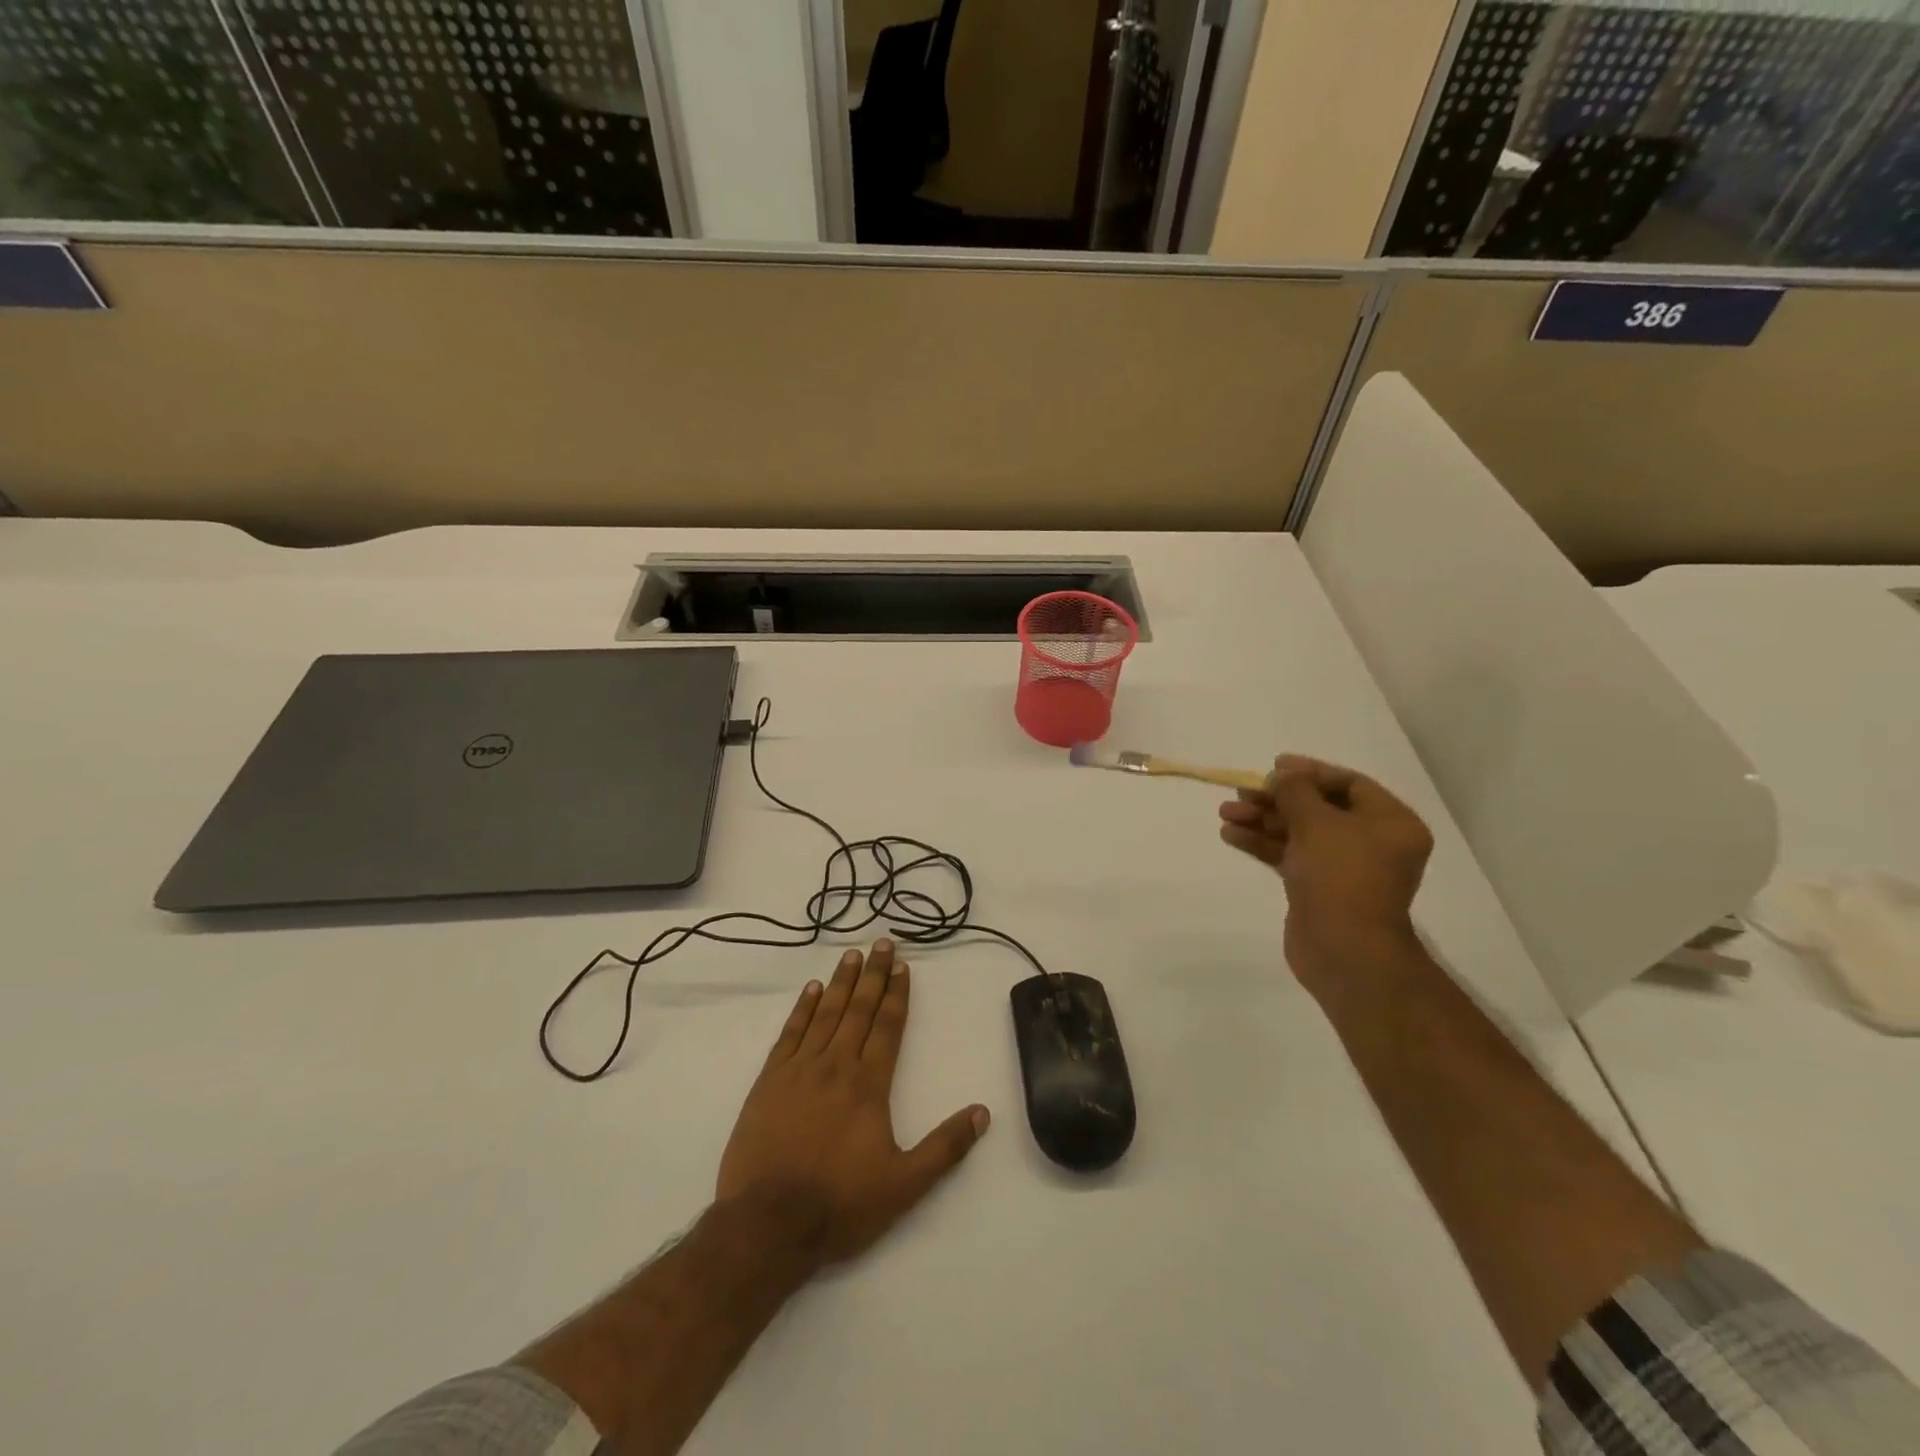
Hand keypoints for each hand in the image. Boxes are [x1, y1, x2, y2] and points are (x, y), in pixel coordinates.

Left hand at [716, 940, 989, 1267]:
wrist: (767, 1224)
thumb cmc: (840, 1204)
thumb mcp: (904, 1186)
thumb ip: (945, 1147)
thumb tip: (982, 1113)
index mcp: (869, 1084)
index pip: (887, 1026)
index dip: (897, 994)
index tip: (902, 966)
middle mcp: (836, 1065)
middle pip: (859, 1009)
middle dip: (873, 974)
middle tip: (881, 942)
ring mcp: (800, 1069)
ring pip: (826, 1013)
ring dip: (841, 982)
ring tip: (852, 955)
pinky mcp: (769, 1081)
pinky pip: (790, 1033)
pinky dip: (802, 1008)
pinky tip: (812, 990)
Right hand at [1218, 755, 1433, 1001]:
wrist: (1344, 951)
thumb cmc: (1341, 877)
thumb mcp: (1318, 823)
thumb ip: (1295, 791)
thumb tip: (1281, 775)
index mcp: (1390, 823)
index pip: (1349, 784)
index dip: (1310, 772)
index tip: (1273, 767)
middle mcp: (1371, 842)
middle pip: (1319, 808)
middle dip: (1277, 799)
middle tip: (1242, 792)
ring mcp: (1343, 868)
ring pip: (1299, 833)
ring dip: (1262, 820)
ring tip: (1225, 813)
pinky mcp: (1317, 888)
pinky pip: (1289, 855)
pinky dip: (1262, 844)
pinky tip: (1231, 835)